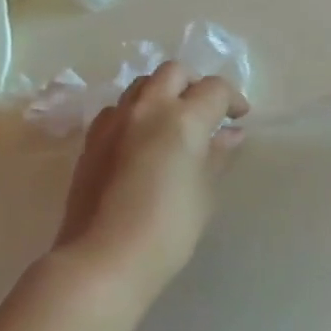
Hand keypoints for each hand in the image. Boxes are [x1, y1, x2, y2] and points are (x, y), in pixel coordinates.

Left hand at [49, 62, 249, 296]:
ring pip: (141, 86)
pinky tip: (141, 141)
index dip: (232, 99)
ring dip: (162, 94)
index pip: (215, 89)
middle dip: (194, 84)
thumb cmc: (169, 228)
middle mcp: (147, 109)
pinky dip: (135, 113)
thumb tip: (229, 134)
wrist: (103, 258)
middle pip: (173, 72)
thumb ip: (216, 155)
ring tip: (173, 122)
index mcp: (183, 119)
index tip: (239, 119)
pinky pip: (117, 110)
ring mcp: (114, 123)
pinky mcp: (91, 141)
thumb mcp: (204, 191)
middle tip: (206, 111)